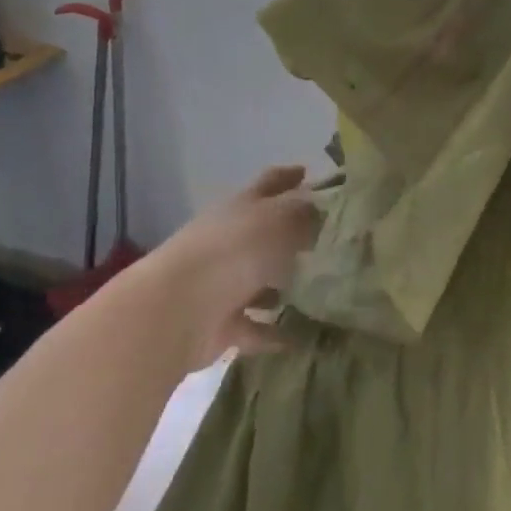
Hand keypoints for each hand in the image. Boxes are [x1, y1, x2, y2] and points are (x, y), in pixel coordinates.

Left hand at [144, 164, 318, 373]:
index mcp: (241, 208)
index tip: (309, 173)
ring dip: (286, 288)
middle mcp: (230, 241)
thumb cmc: (234, 252)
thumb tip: (323, 211)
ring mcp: (223, 284)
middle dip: (294, 237)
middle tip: (333, 242)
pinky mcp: (222, 324)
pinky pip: (257, 327)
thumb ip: (305, 213)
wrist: (178, 310)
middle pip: (265, 234)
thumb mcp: (280, 220)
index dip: (289, 176)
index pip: (269, 184)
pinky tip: (305, 337)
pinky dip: (277, 333)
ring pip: (261, 282)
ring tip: (326, 292)